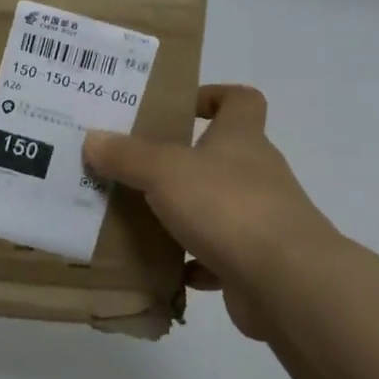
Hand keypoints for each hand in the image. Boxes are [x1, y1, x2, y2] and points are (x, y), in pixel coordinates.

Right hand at [83, 86, 338, 339]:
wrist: (286, 282)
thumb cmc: (227, 206)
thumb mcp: (164, 172)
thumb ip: (127, 155)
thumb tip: (93, 139)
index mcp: (241, 139)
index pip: (240, 100)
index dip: (213, 96)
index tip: (178, 107)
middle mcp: (256, 173)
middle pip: (221, 155)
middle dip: (181, 161)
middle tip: (135, 167)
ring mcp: (261, 220)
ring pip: (217, 207)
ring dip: (184, 213)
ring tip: (138, 218)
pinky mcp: (257, 263)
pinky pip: (219, 257)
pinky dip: (193, 262)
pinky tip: (163, 268)